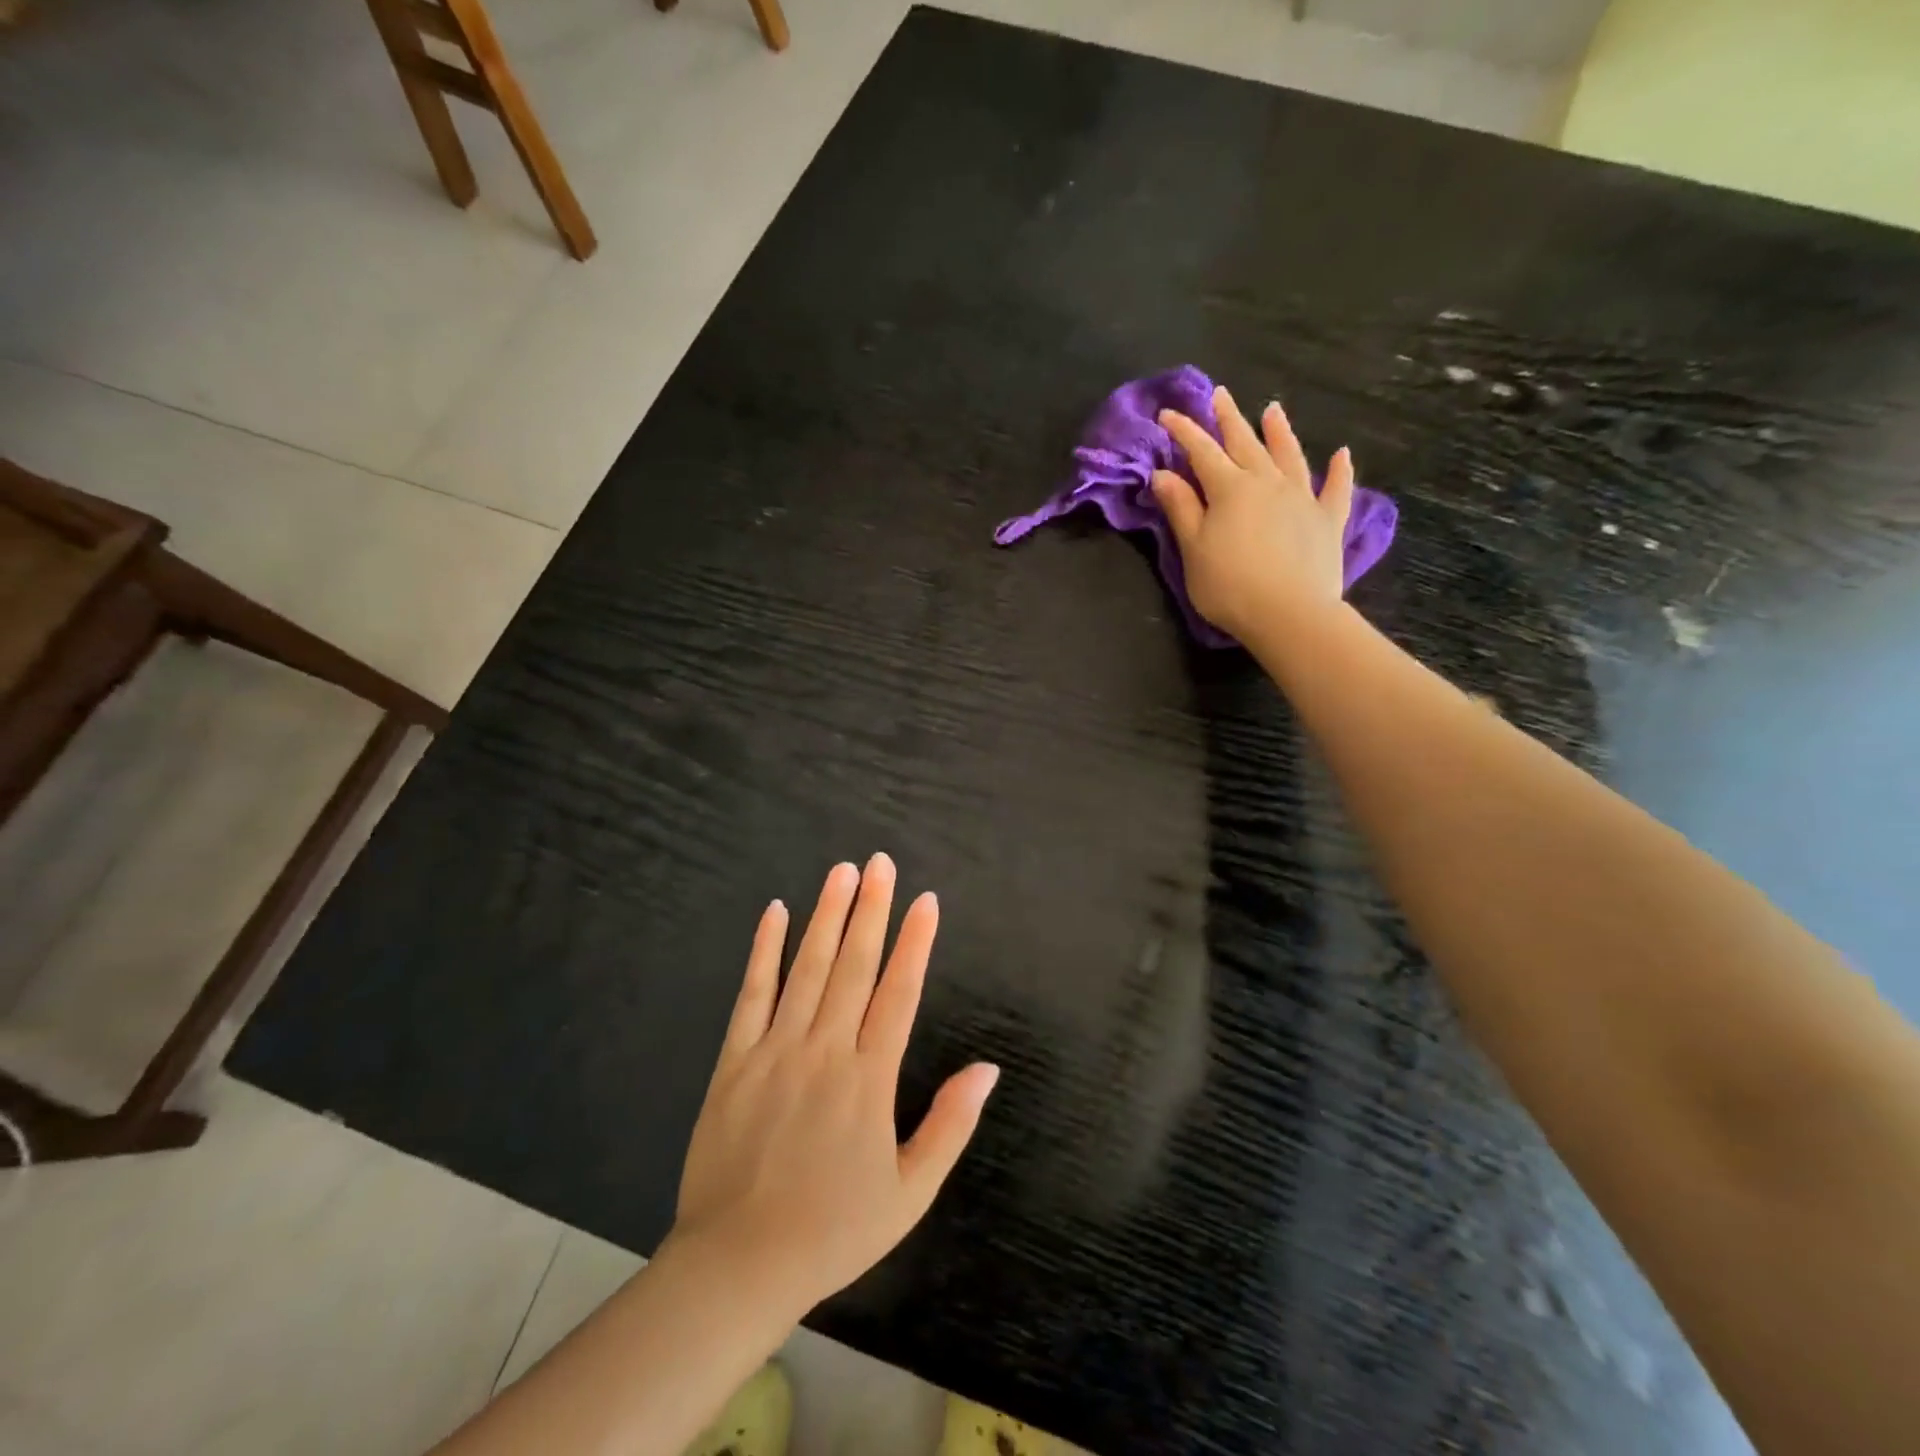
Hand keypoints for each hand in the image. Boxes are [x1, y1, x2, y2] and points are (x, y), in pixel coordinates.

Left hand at [668, 855, 998, 1316]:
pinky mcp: (734, 1060)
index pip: (899, 992)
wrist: (739, 1265)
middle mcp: (826, 1050)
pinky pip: (751, 995)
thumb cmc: (833, 1229)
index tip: (926, 900)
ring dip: (826, 915)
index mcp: (870, 1078)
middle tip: (880, 863)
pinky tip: (774, 913)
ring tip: (842, 871)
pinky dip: (763, 951)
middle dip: (871, 909)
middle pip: (853, 965)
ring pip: (806, 968)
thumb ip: (950, 1124)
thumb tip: (987, 1068)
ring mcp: (775, 1050)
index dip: (915, 942)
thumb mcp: (910, 1192)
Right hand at [1152, 385, 1354, 641]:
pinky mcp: (1328, 519)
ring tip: (1273, 409)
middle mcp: (1267, 482)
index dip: (1184, 431)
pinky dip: (1339, 470)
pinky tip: (1341, 454)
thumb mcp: (1193, 549)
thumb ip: (1181, 508)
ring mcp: (1302, 497)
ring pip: (1289, 455)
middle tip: (1220, 394)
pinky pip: (1335, 488)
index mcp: (1230, 488)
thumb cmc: (1229, 585)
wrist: (1289, 614)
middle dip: (1229, 418)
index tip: (1168, 413)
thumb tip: (1163, 474)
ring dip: (1280, 431)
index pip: (1202, 451)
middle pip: (1245, 443)